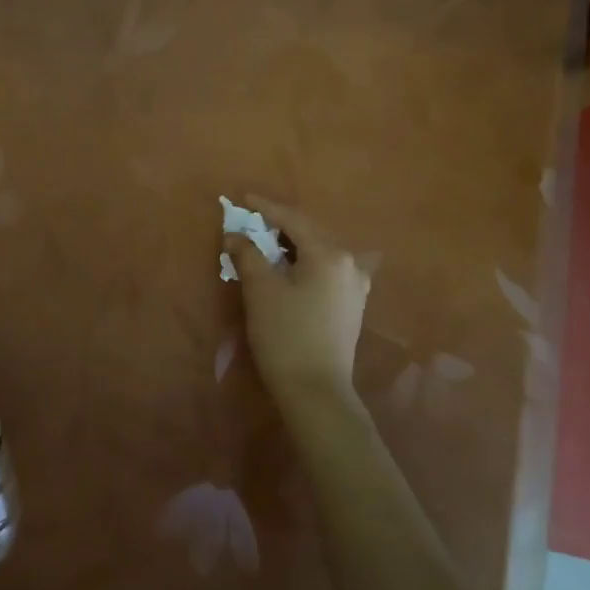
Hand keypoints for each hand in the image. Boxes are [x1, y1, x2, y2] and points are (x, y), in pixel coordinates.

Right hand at [225, 196, 371, 408]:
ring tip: (264, 246)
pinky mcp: (351, 306)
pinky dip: (302, 265)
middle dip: (278, 227)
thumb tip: (235, 235)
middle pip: (309, 233)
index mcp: (330, 253)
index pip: (293, 219)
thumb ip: (247, 254)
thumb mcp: (260, 290)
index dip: (266, 207)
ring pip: (318, 254)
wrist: (316, 391)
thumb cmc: (285, 335)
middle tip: (250, 223)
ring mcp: (355, 286)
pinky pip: (324, 272)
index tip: (243, 199)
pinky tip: (286, 272)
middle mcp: (350, 263)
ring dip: (290, 247)